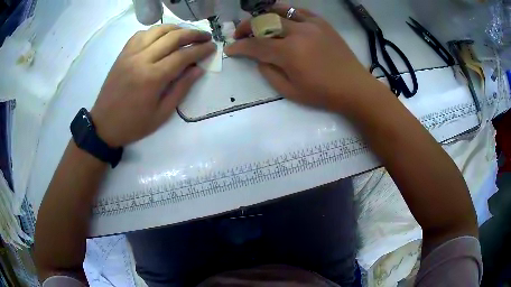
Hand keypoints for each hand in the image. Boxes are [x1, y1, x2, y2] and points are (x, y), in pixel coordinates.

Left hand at [90, 25, 214, 146]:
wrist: (104, 125)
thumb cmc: (133, 124)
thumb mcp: (161, 114)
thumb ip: (181, 89)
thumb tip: (198, 69)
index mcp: (153, 78)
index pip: (183, 55)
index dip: (201, 49)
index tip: (213, 46)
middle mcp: (142, 59)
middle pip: (173, 37)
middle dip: (193, 34)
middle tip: (205, 36)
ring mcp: (130, 54)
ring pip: (157, 30)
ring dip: (175, 29)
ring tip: (186, 34)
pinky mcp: (122, 54)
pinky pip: (141, 34)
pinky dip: (155, 32)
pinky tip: (161, 38)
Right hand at [225, 4, 378, 113]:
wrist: (354, 87)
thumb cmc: (323, 93)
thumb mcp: (290, 91)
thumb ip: (269, 72)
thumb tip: (259, 58)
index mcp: (289, 52)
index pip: (255, 45)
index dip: (239, 46)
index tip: (230, 49)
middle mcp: (298, 32)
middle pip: (264, 22)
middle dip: (246, 27)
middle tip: (239, 34)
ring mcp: (312, 24)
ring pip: (280, 11)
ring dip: (263, 15)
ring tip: (257, 23)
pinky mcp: (322, 23)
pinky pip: (299, 11)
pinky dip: (286, 13)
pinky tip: (281, 19)